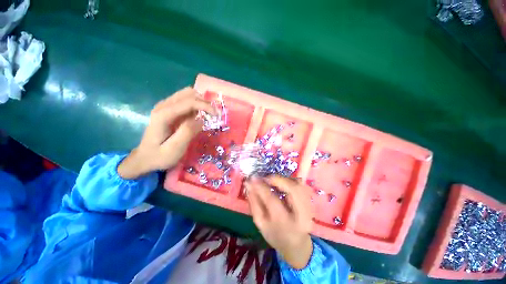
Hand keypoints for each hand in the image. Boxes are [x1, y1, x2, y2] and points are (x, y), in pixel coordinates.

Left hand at [117, 87, 215, 178]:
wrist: (144, 159)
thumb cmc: (159, 156)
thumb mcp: (174, 149)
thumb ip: (187, 132)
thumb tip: (200, 120)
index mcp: (163, 115)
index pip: (188, 102)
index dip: (205, 105)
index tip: (217, 115)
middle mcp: (163, 106)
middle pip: (188, 93)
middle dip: (204, 101)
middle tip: (214, 114)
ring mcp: (165, 106)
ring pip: (187, 95)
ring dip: (200, 102)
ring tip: (209, 114)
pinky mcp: (168, 110)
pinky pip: (185, 101)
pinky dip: (195, 105)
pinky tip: (199, 115)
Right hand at [245, 176, 313, 268]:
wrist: (295, 244)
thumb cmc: (275, 234)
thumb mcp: (261, 223)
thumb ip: (254, 203)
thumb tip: (249, 185)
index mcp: (285, 224)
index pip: (272, 200)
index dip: (261, 187)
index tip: (252, 178)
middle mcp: (301, 216)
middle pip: (292, 190)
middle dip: (277, 179)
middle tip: (266, 178)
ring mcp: (309, 208)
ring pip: (298, 186)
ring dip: (284, 179)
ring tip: (273, 180)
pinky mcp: (311, 203)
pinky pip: (302, 186)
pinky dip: (291, 181)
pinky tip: (282, 183)